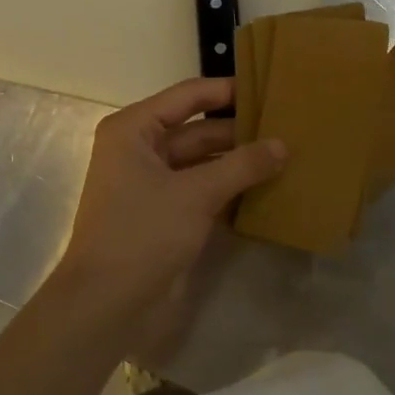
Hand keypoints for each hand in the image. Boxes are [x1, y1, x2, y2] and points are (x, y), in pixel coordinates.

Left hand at [49, 77, 285, 338]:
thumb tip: (283, 145)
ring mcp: (152, 183)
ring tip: (285, 155)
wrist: (106, 306)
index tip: (269, 89)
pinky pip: (202, 188)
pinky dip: (229, 187)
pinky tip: (266, 187)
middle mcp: (140, 149)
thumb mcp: (197, 194)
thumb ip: (243, 165)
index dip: (228, 90)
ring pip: (203, 160)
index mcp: (134, 130)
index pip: (189, 96)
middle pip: (198, 129)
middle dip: (239, 131)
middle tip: (287, 127)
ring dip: (238, 161)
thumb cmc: (143, 234)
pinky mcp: (164, 212)